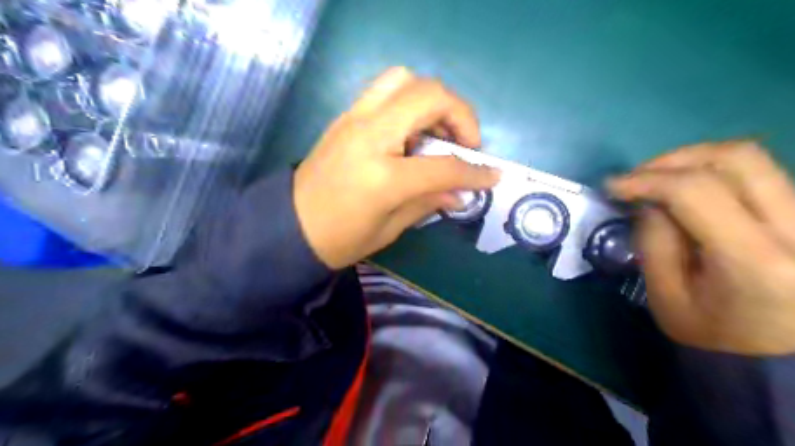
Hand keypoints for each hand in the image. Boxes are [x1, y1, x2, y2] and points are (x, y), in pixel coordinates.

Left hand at [295, 66, 497, 267]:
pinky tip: (411, 131)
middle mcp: (370, 135)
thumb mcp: (391, 228)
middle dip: (460, 115)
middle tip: (465, 144)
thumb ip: (430, 201)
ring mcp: (354, 119)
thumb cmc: (341, 238)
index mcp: (383, 176)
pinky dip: (409, 100)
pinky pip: (384, 89)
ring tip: (437, 132)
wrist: (290, 226)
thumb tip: (463, 192)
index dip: (475, 171)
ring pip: (405, 79)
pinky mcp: (345, 116)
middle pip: (430, 96)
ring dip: (432, 100)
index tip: (493, 175)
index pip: (444, 164)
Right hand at [610, 142, 794, 355]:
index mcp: (756, 261)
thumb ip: (654, 241)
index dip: (647, 179)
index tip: (611, 185)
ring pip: (752, 161)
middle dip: (675, 158)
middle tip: (638, 175)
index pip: (697, 191)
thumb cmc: (713, 336)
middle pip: (738, 158)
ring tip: (657, 181)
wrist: (779, 360)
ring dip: (693, 162)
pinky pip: (758, 176)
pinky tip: (686, 191)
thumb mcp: (666, 295)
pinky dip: (713, 174)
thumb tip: (648, 201)